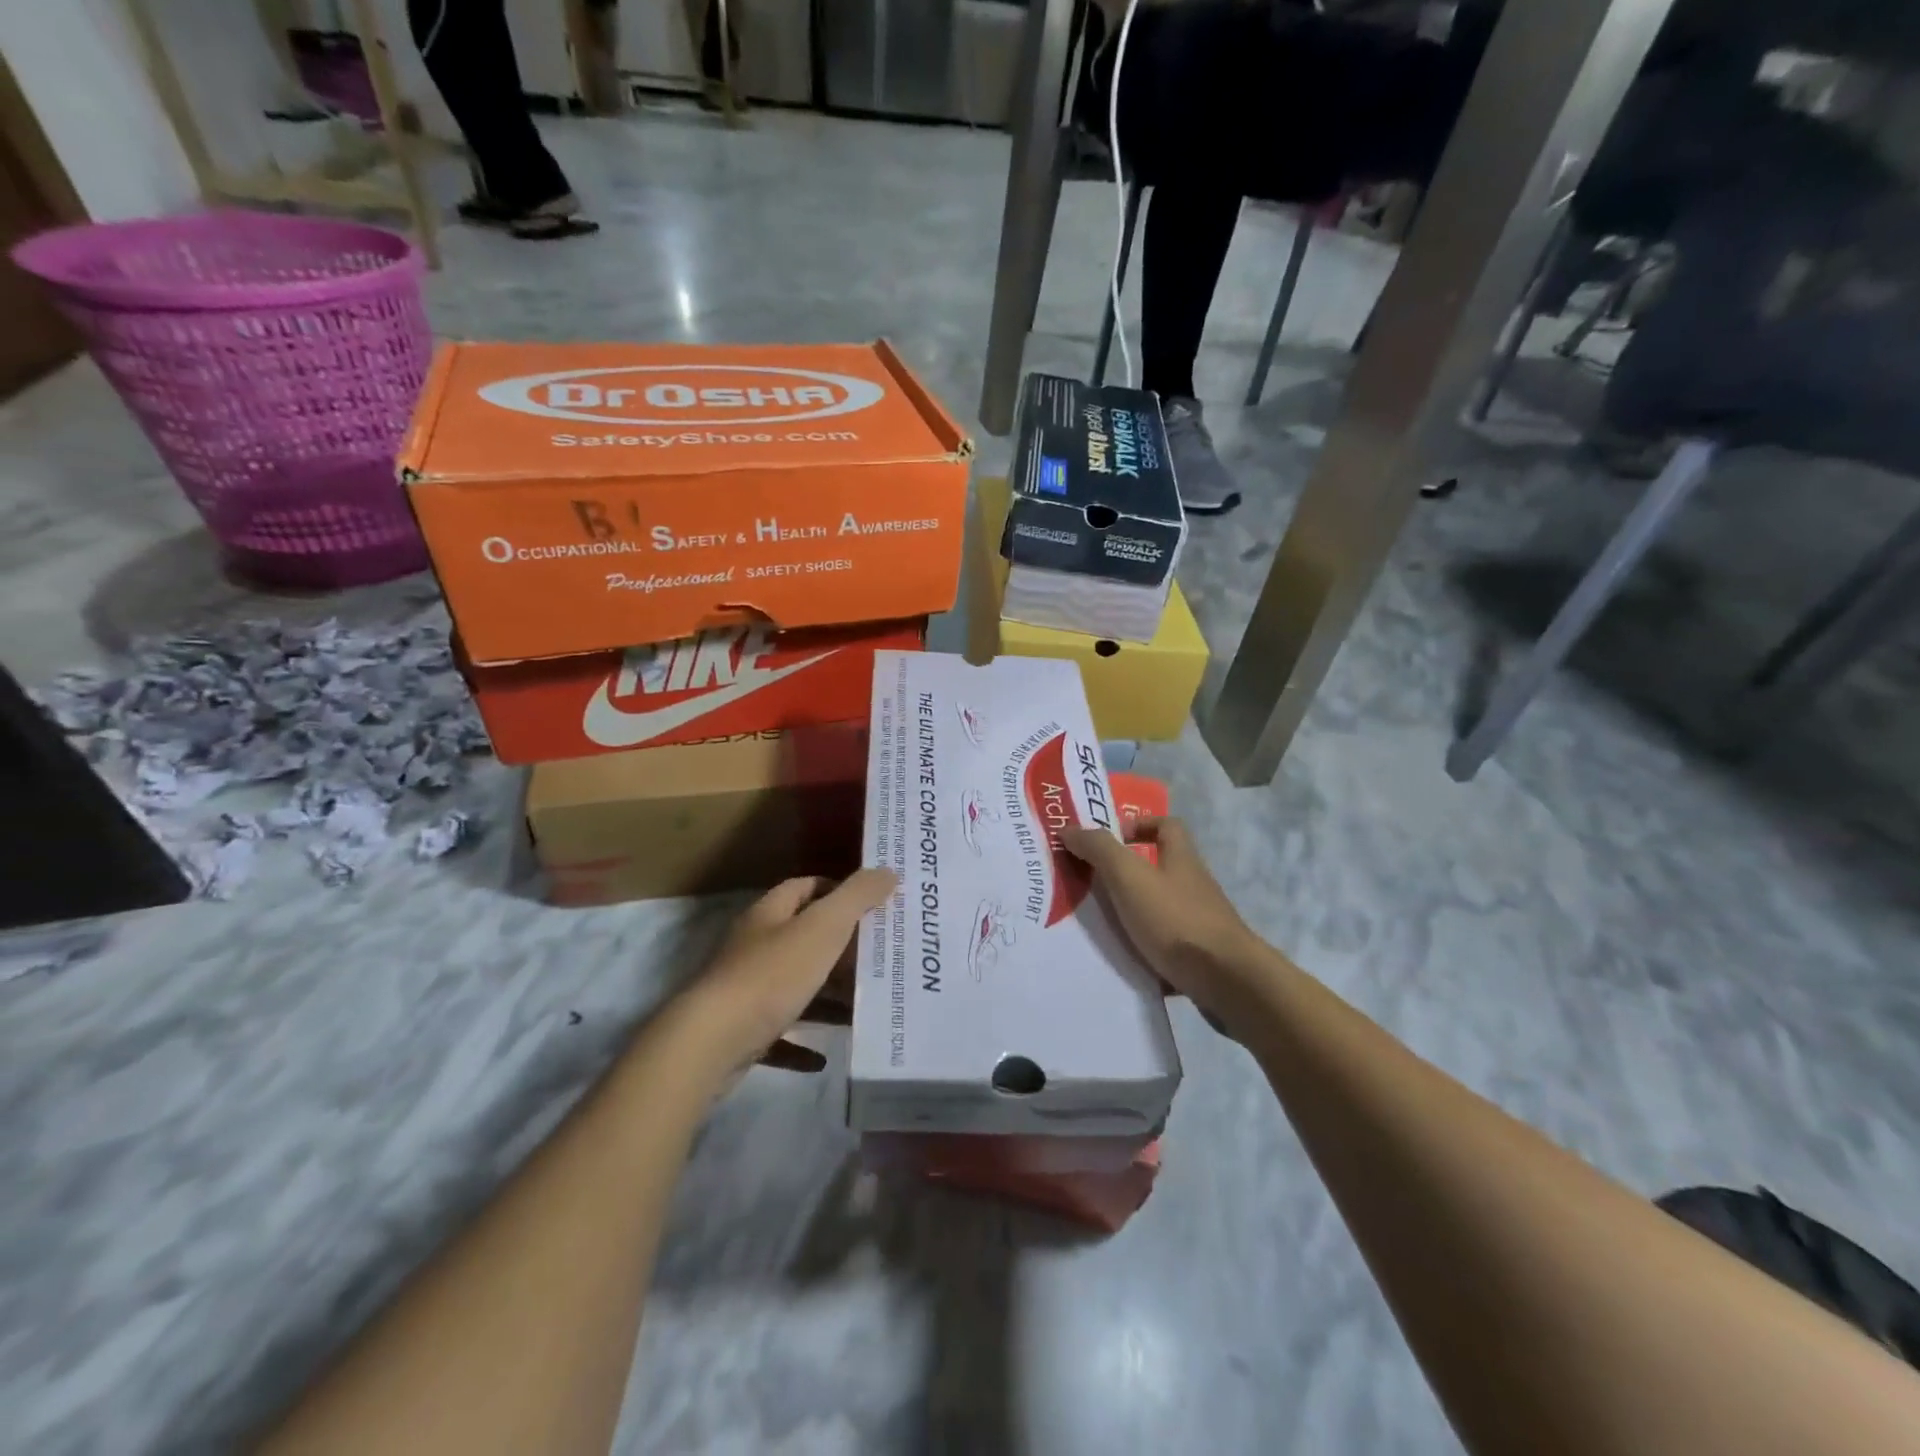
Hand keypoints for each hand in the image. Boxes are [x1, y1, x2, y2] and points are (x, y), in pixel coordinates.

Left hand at [671, 868, 896, 1082]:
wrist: (711, 1044)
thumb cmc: (771, 975)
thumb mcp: (823, 928)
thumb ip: (857, 897)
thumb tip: (887, 871)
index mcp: (770, 915)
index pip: (806, 888)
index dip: (839, 891)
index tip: (874, 906)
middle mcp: (755, 947)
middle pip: (804, 939)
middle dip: (842, 948)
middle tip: (881, 958)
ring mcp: (745, 991)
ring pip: (796, 988)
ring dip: (828, 997)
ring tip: (865, 1007)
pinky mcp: (742, 1033)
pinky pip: (780, 1035)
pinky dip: (803, 1043)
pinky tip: (824, 1056)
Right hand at [1060, 817, 1270, 1032]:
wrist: (1227, 983)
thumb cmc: (1176, 920)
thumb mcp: (1129, 877)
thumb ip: (1099, 850)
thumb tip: (1069, 829)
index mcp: (1181, 859)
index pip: (1166, 825)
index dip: (1139, 824)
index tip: (1109, 841)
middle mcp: (1194, 886)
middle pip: (1160, 868)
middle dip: (1125, 873)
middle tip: (1089, 884)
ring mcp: (1200, 923)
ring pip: (1159, 908)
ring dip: (1131, 913)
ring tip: (1096, 925)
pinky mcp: (1200, 957)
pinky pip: (1165, 945)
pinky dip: (1143, 949)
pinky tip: (1120, 961)